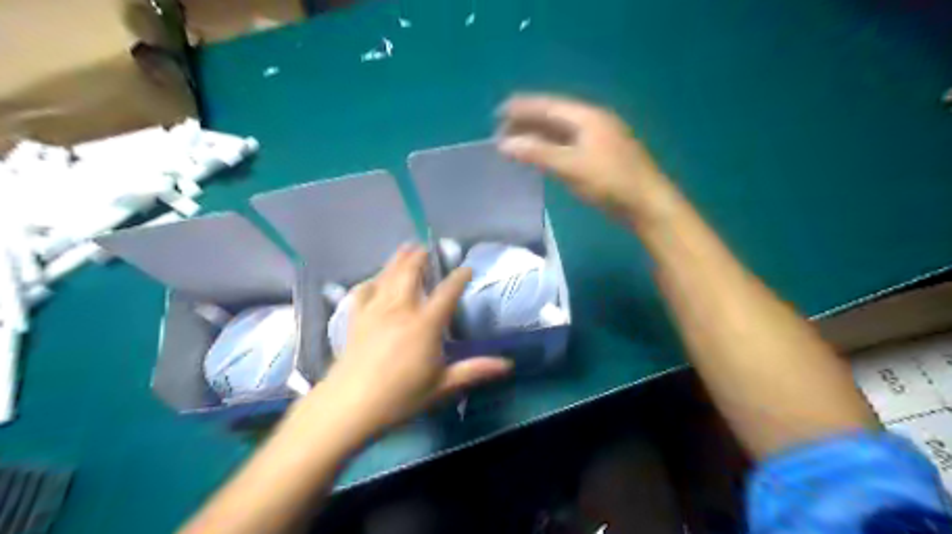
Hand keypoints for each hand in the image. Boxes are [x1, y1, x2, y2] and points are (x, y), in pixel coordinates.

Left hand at [311, 245, 513, 437]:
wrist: (349, 407)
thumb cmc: (400, 397)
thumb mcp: (442, 386)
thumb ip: (474, 370)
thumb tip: (507, 364)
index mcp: (425, 324)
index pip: (447, 292)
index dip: (459, 278)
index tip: (466, 268)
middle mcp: (400, 309)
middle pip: (410, 274)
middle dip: (420, 257)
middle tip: (426, 246)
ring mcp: (375, 312)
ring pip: (387, 277)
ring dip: (397, 260)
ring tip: (405, 248)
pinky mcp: (356, 320)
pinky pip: (363, 292)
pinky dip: (370, 282)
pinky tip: (373, 280)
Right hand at [499, 94, 667, 219]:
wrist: (646, 203)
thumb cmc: (610, 182)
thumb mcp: (571, 166)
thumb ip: (538, 153)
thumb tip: (505, 144)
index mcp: (587, 117)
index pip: (548, 105)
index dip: (522, 107)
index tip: (497, 112)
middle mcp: (592, 121)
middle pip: (554, 116)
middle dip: (527, 121)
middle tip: (501, 131)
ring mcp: (598, 138)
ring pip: (561, 131)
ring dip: (537, 135)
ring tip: (515, 142)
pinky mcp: (600, 155)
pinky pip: (568, 144)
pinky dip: (550, 147)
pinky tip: (540, 154)